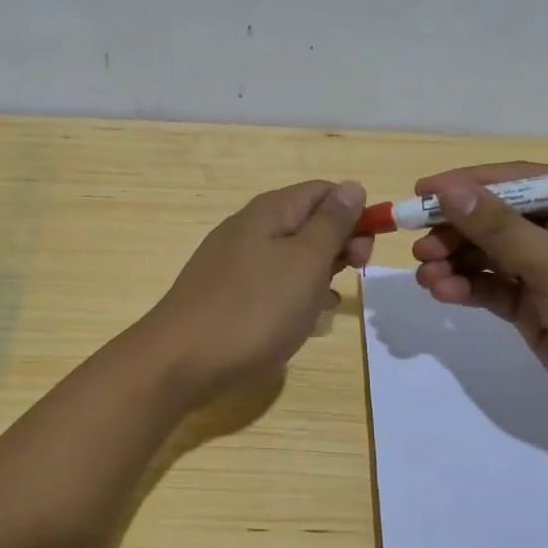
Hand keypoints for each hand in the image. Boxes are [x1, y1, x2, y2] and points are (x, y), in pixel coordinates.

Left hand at [135, 180, 372, 407]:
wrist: (181, 360)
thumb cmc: (254, 310)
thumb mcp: (305, 262)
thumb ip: (331, 224)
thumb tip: (352, 187)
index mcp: (269, 212)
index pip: (323, 191)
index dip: (353, 214)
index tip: (366, 252)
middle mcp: (248, 227)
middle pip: (306, 221)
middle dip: (337, 244)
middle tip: (351, 277)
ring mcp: (232, 260)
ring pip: (289, 255)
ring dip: (317, 272)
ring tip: (328, 302)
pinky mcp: (224, 291)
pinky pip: (269, 281)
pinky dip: (292, 293)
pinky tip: (302, 318)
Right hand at [411, 162, 547, 439]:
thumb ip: (501, 230)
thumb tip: (450, 191)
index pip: (520, 181)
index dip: (468, 184)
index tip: (422, 191)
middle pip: (497, 219)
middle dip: (455, 230)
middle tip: (417, 244)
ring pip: (488, 255)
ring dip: (454, 262)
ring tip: (425, 275)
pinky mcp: (535, 308)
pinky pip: (491, 288)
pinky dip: (465, 288)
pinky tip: (443, 293)